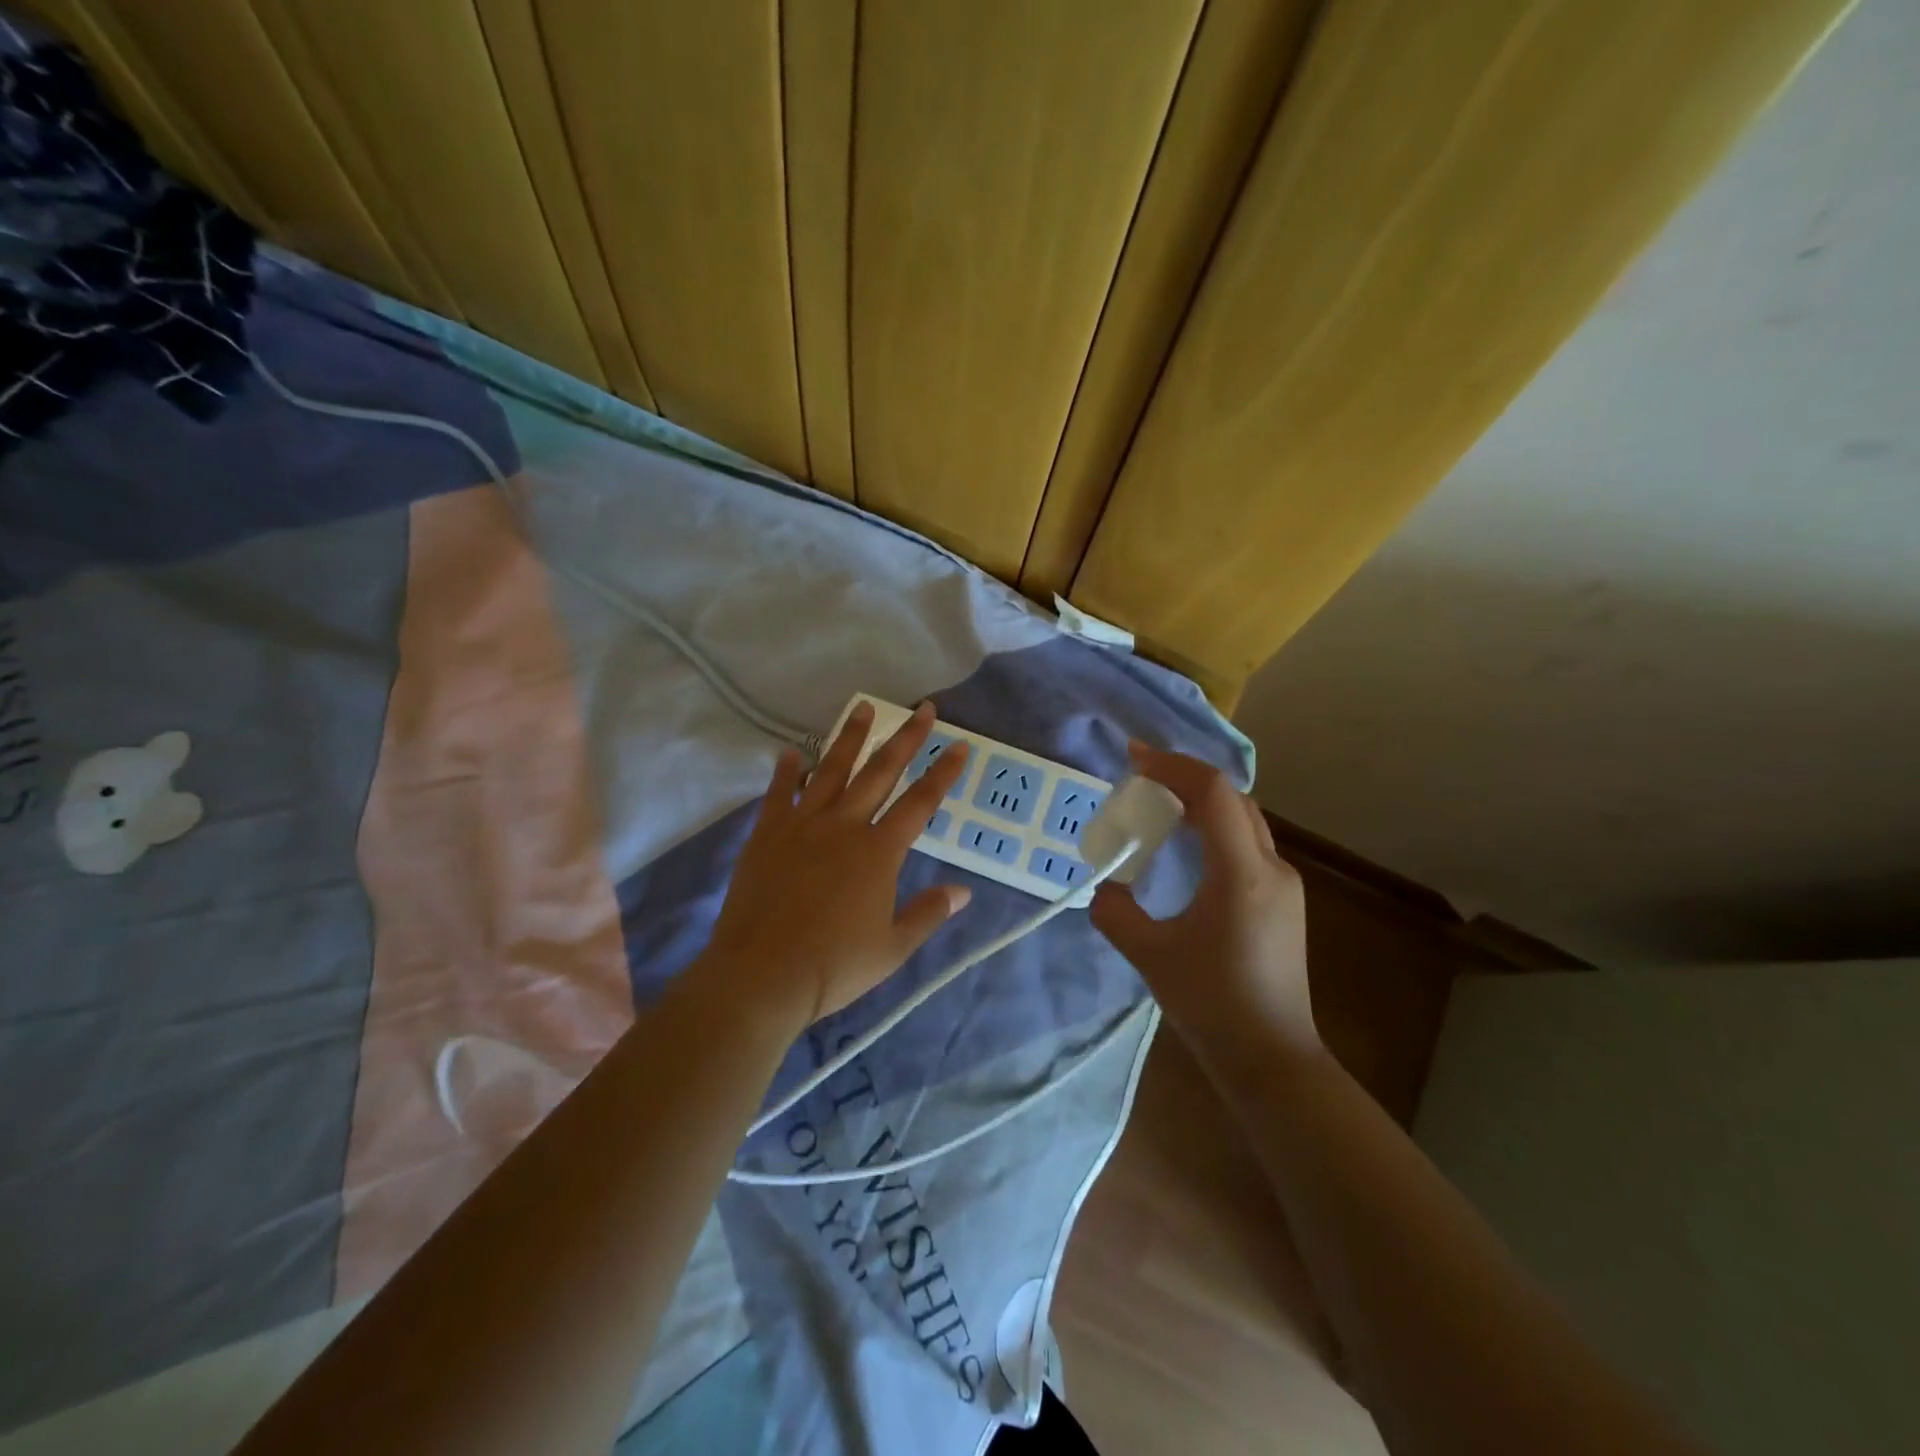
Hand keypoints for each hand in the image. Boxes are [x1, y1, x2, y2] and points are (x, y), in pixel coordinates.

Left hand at [697, 702, 971, 1029]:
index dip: (943, 772)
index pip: (920, 802)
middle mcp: (844, 826)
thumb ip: (929, 913)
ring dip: (850, 738)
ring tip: (863, 707)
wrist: (761, 976)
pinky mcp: (766, 834)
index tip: (959, 744)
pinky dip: (786, 771)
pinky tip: (791, 752)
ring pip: (831, 771)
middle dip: (905, 738)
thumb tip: (964, 891)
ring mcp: (802, 825)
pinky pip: (778, 794)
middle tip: (921, 708)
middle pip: (880, 772)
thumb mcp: (893, 947)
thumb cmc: (834, 966)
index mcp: (879, 851)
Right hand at [1090, 743, 1315, 1057]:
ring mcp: (1284, 884)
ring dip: (1203, 801)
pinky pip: (1248, 843)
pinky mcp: (1284, 902)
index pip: (1214, 793)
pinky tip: (1188, 847)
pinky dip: (1216, 828)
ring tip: (1160, 805)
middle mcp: (1271, 866)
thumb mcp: (1150, 956)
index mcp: (1242, 873)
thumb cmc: (1212, 1005)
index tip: (1133, 760)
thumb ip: (1116, 913)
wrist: (1272, 1059)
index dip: (1173, 766)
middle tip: (1141, 779)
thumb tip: (1105, 888)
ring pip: (1244, 819)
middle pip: (1232, 798)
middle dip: (1185, 778)